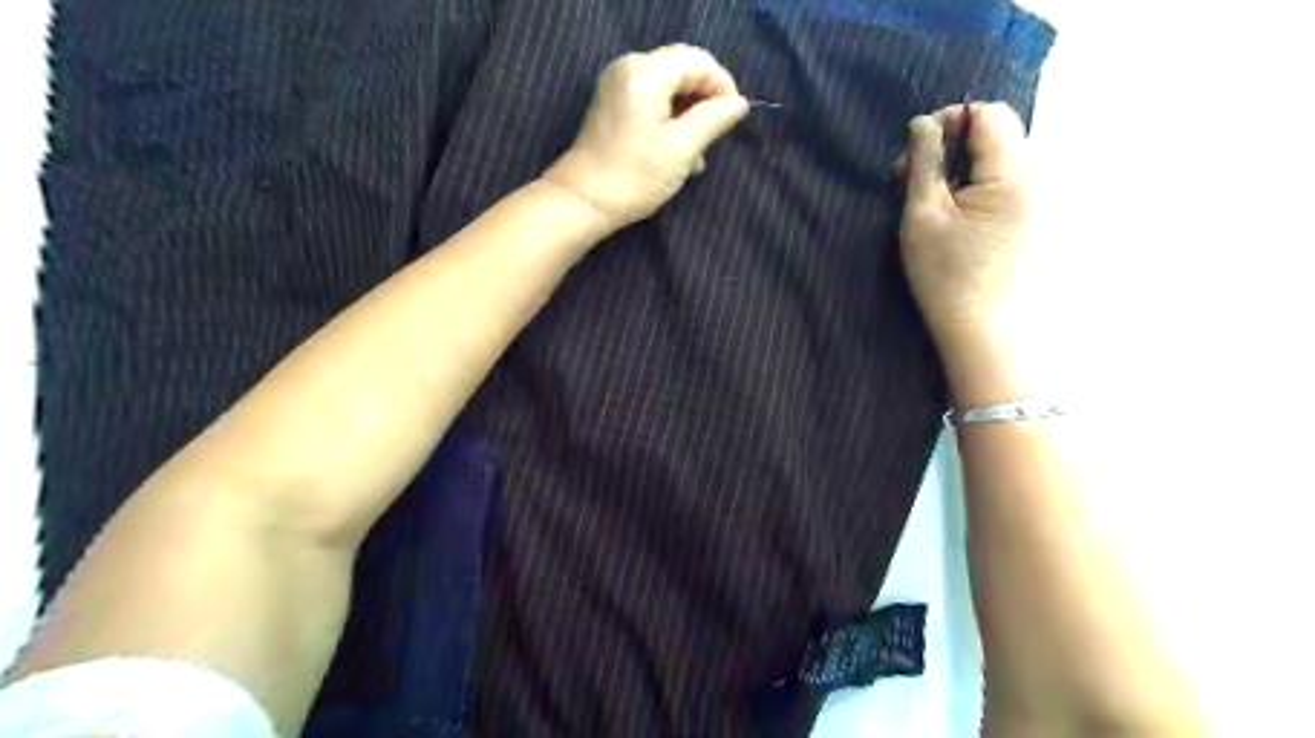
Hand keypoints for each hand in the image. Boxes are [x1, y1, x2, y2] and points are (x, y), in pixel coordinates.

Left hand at [544, 43, 748, 228]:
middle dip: (705, 102)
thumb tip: (739, 104)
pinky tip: (678, 152)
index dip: (722, 86)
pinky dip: (670, 120)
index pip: (698, 61)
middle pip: (682, 70)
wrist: (582, 202)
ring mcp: (618, 86)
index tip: (733, 121)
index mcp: (645, 72)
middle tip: (716, 138)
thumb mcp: (682, 149)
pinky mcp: (613, 106)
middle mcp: (629, 68)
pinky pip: (653, 101)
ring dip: (689, 115)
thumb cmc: (634, 177)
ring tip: (698, 154)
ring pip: (669, 88)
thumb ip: (714, 120)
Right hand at [901, 101, 1031, 351]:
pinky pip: (1003, 179)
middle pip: (997, 131)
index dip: (949, 119)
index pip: (988, 114)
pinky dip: (973, 182)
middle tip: (912, 173)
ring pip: (998, 155)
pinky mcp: (1030, 216)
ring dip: (960, 163)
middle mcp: (1035, 178)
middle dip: (952, 140)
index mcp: (1012, 175)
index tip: (915, 148)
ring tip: (927, 195)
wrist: (980, 328)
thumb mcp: (923, 216)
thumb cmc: (945, 275)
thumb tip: (922, 123)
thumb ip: (925, 163)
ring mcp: (1036, 198)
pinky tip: (950, 211)